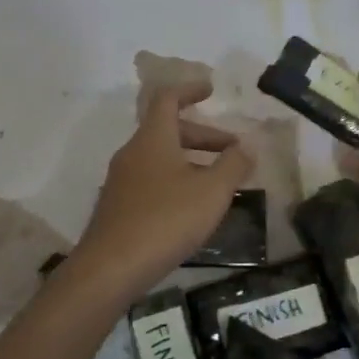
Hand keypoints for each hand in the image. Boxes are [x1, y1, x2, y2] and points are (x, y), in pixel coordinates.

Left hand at [70, 81, 253, 296]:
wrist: (110, 268)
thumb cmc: (165, 220)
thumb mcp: (211, 192)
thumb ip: (233, 165)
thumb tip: (247, 146)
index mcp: (153, 138)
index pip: (168, 98)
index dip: (190, 90)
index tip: (211, 90)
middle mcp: (133, 153)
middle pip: (168, 130)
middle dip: (204, 136)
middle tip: (233, 150)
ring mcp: (121, 181)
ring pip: (161, 158)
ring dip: (191, 161)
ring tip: (219, 183)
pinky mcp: (118, 207)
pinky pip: (152, 181)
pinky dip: (176, 181)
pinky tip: (193, 209)